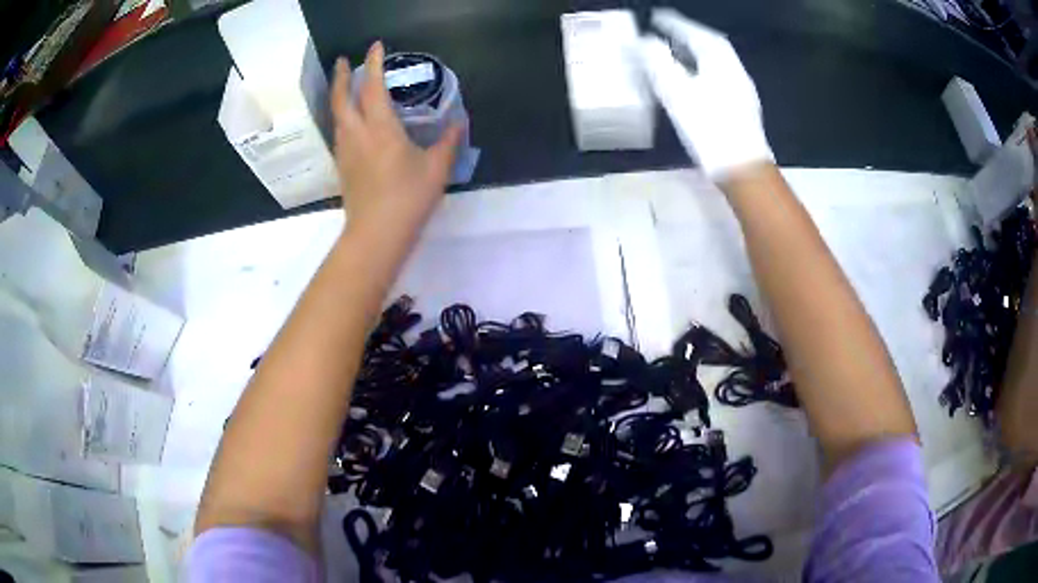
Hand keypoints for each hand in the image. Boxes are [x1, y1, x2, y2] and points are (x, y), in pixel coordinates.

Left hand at [330, 42, 462, 236]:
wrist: (376, 235)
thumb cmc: (408, 199)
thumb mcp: (436, 168)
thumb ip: (448, 141)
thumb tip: (459, 122)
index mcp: (380, 128)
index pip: (371, 87)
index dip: (372, 64)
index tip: (375, 47)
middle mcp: (356, 134)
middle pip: (341, 98)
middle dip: (340, 76)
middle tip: (342, 61)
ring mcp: (345, 151)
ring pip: (337, 116)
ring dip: (339, 96)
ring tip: (346, 87)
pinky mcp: (343, 167)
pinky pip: (340, 132)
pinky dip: (343, 116)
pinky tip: (351, 121)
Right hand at [637, 9, 772, 181]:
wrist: (743, 169)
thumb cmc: (709, 127)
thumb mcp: (677, 91)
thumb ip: (658, 62)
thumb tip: (644, 41)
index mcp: (720, 61)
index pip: (695, 33)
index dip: (675, 23)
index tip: (656, 17)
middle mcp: (734, 70)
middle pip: (708, 46)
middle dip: (685, 36)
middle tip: (663, 32)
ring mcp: (740, 91)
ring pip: (713, 63)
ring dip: (693, 54)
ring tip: (673, 54)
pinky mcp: (740, 109)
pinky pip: (716, 78)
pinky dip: (699, 71)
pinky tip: (690, 81)